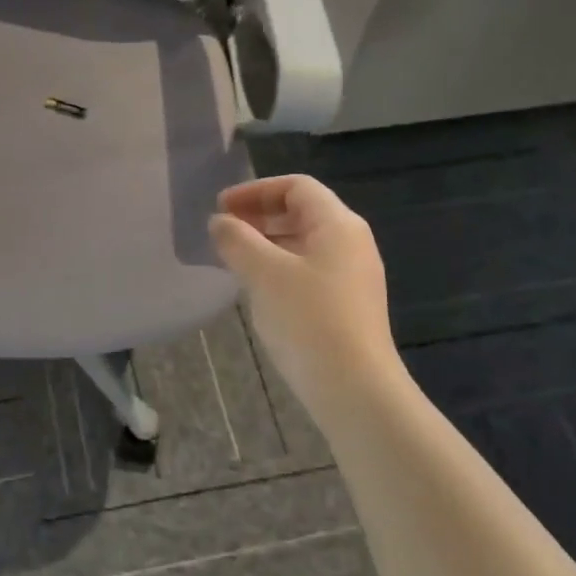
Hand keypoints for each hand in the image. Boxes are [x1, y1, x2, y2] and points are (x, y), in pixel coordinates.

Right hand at [209, 176, 407, 416]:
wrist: (355, 389)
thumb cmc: (308, 319)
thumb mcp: (264, 273)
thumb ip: (236, 240)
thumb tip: (220, 222)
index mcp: (338, 224)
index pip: (296, 186)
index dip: (255, 191)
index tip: (220, 208)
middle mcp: (351, 243)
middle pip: (302, 212)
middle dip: (259, 216)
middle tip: (222, 231)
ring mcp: (352, 275)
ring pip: (303, 243)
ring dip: (266, 243)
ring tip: (232, 259)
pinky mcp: (347, 305)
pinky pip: (308, 270)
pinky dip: (279, 267)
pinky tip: (257, 288)